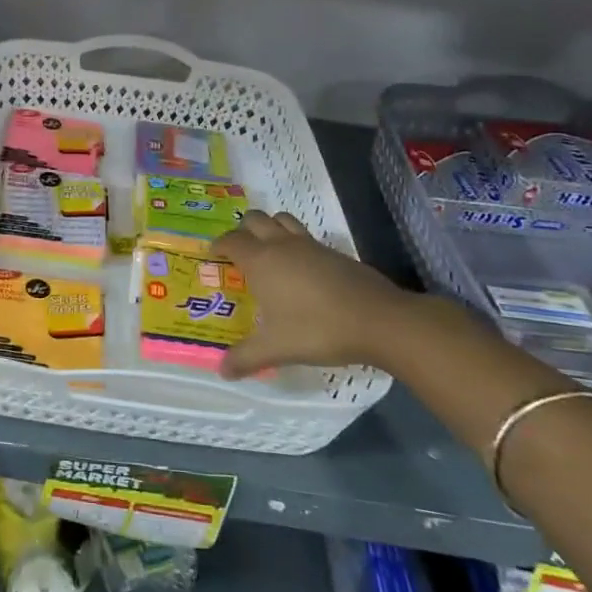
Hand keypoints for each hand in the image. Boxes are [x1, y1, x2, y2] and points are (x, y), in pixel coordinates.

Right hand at [213, 211, 428, 377]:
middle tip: (239, 252)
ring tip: (268, 251)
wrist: (379, 320)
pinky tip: (302, 269)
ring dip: (270, 228)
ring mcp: (311, 245)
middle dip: (243, 230)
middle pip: (255, 219)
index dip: (218, 245)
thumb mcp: (276, 348)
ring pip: (283, 220)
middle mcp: (282, 245)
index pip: (231, 241)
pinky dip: (296, 243)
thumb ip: (246, 358)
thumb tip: (222, 371)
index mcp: (261, 261)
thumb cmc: (317, 329)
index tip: (213, 255)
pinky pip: (306, 236)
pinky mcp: (335, 252)